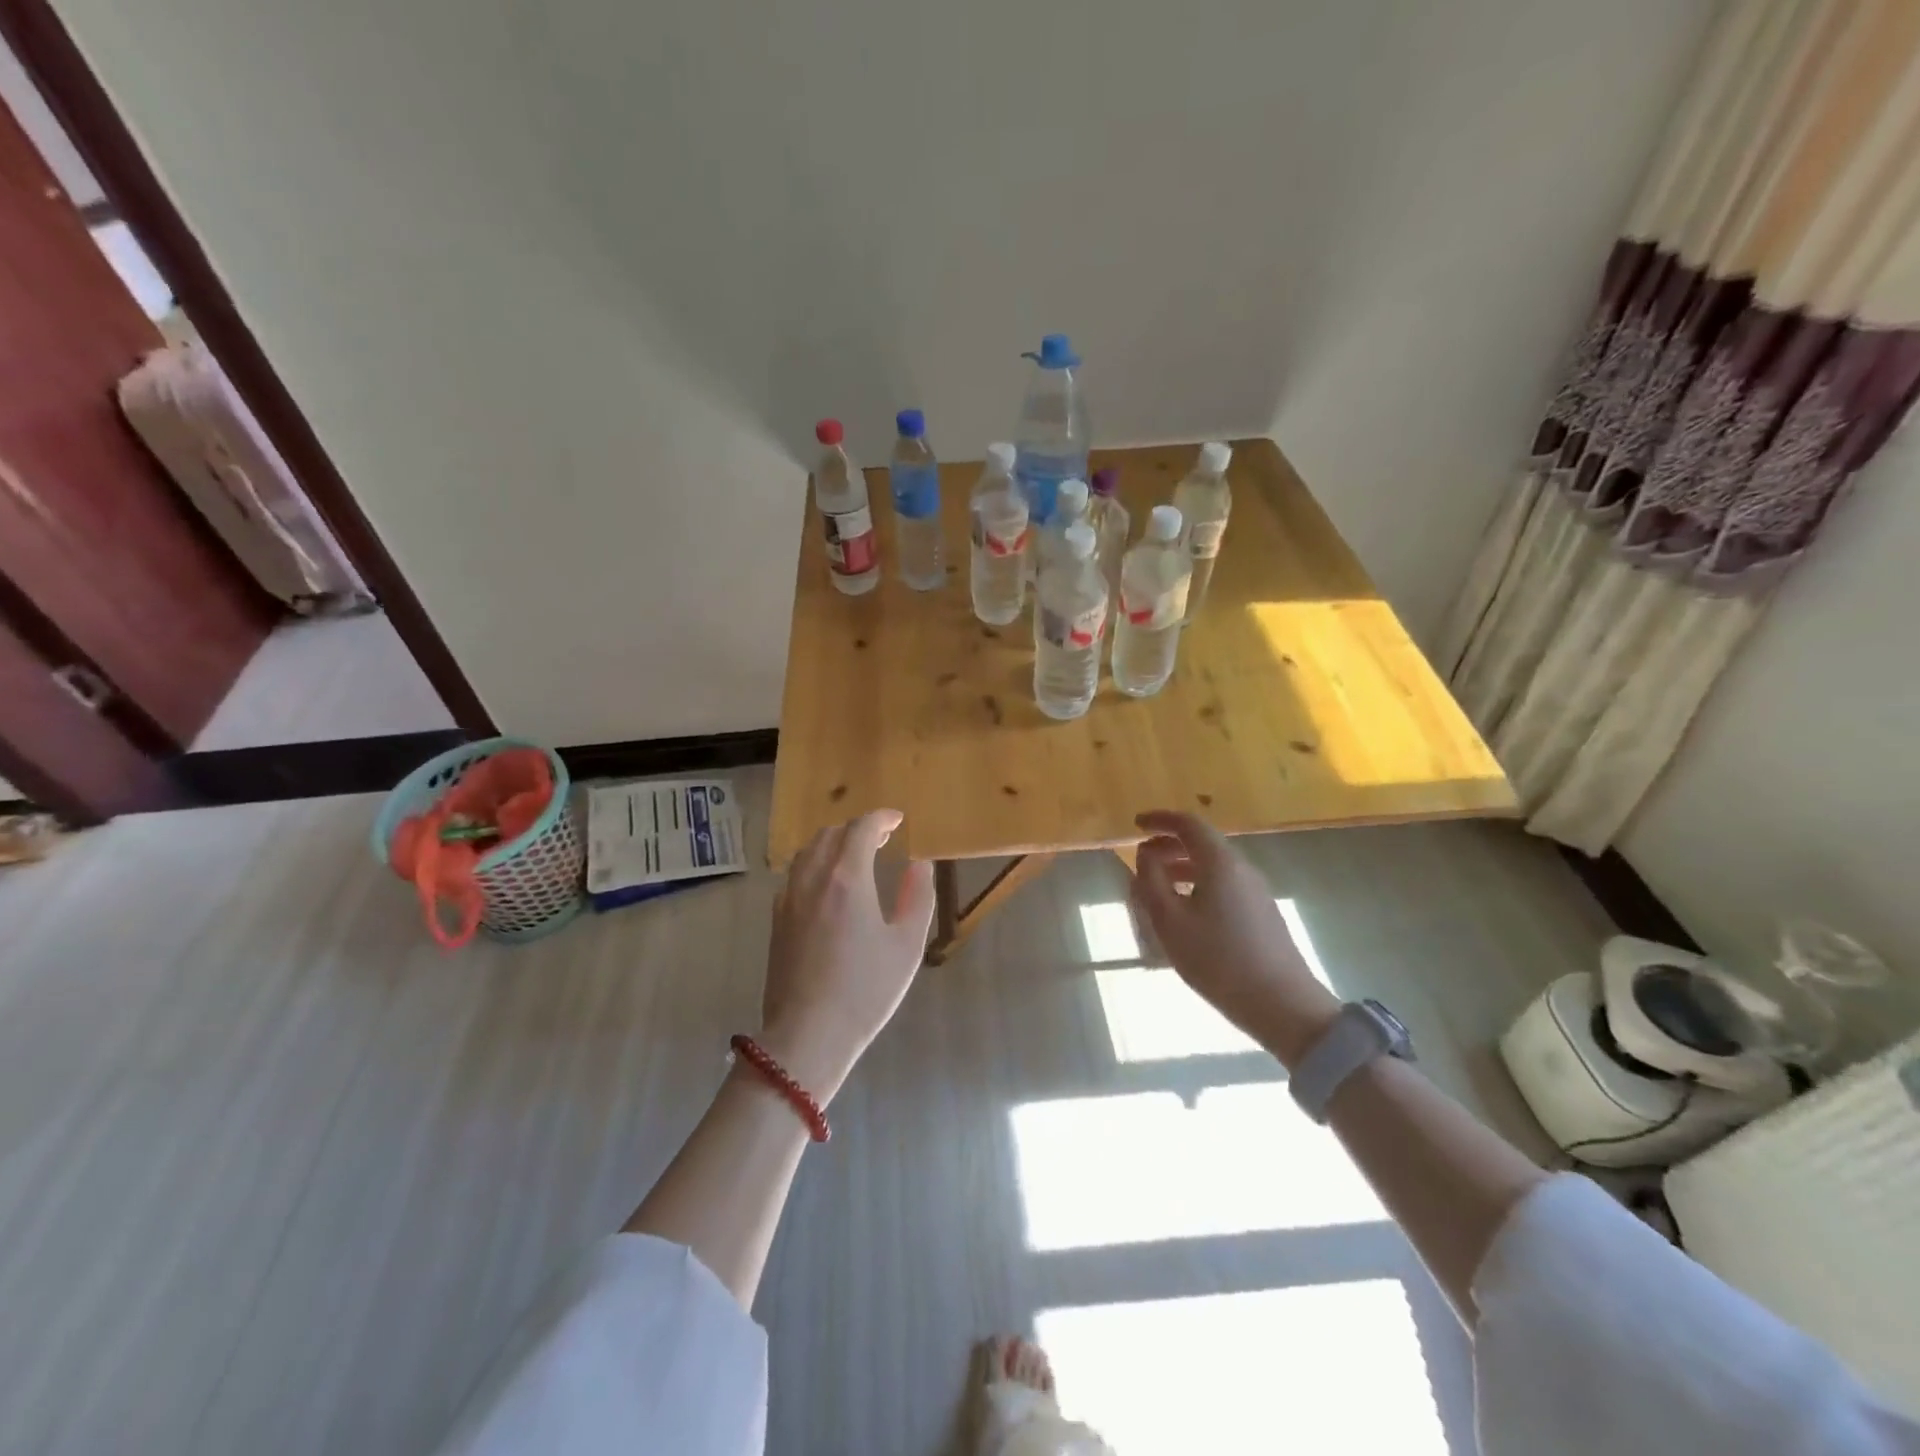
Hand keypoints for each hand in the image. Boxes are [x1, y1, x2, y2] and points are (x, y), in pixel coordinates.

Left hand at [759, 809, 935, 1102]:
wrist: (808, 1035)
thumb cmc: (866, 990)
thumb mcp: (907, 945)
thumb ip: (918, 897)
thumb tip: (919, 865)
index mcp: (847, 878)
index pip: (861, 828)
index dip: (881, 818)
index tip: (898, 820)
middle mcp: (813, 879)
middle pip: (830, 834)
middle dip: (857, 828)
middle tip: (882, 838)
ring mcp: (789, 898)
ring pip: (808, 851)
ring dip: (833, 843)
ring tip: (855, 854)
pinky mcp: (777, 919)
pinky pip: (795, 874)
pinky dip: (815, 863)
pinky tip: (828, 884)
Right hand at [1127, 810, 1339, 1067]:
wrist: (1283, 1005)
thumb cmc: (1218, 960)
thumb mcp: (1170, 922)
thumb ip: (1151, 882)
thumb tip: (1145, 854)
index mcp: (1220, 863)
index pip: (1189, 824)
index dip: (1160, 820)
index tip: (1136, 824)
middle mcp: (1242, 869)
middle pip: (1202, 843)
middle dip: (1168, 844)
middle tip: (1141, 857)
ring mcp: (1256, 892)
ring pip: (1213, 866)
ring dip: (1182, 866)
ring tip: (1156, 887)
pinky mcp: (1262, 913)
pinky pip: (1223, 884)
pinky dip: (1197, 884)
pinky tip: (1185, 911)